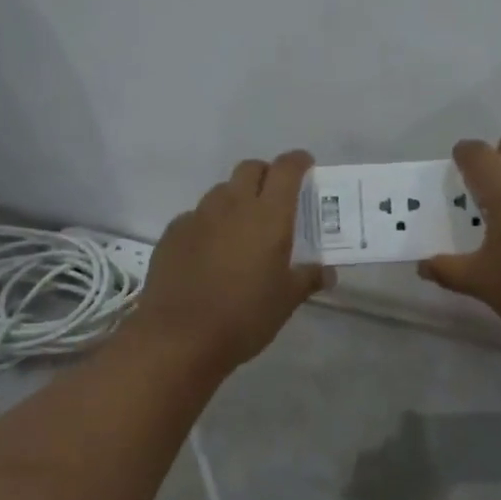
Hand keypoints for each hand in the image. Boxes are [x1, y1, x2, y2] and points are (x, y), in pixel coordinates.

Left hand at [128, 150, 329, 374]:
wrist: (178, 338)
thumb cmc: (244, 317)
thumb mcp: (286, 301)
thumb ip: (308, 279)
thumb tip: (327, 272)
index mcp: (268, 216)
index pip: (286, 169)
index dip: (298, 162)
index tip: (306, 166)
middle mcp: (233, 205)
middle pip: (250, 169)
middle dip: (266, 175)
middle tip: (276, 198)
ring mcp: (198, 217)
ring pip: (222, 191)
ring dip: (237, 199)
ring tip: (243, 228)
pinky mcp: (172, 234)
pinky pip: (196, 216)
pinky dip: (209, 223)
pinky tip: (210, 251)